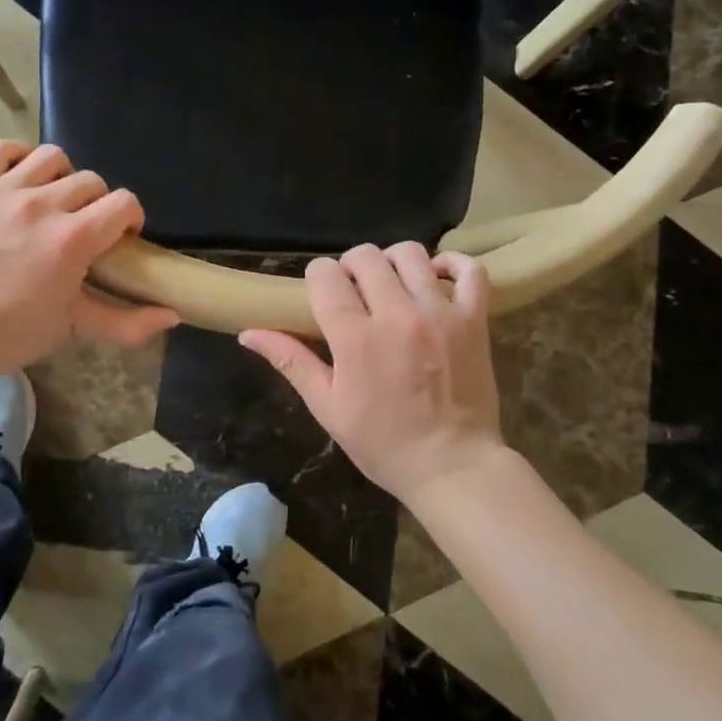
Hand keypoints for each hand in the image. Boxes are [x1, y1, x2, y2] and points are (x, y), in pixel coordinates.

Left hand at [0, 139, 177, 377]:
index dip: (130, 218)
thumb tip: (174, 314)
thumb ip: (128, 322)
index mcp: (73, 239)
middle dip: (97, 205)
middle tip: (82, 231)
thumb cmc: (10, 334)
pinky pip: (1, 148)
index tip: (120, 239)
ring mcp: (4, 191)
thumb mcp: (74, 329)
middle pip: (92, 182)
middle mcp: (43, 205)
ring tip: (52, 202)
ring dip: (62, 177)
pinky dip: (17, 157)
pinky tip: (20, 179)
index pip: (123, 202)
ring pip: (53, 157)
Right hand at [240, 243, 502, 503]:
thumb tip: (247, 333)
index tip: (321, 295)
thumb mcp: (327, 407)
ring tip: (391, 286)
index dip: (318, 278)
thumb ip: (291, 361)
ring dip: (392, 262)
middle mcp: (397, 314)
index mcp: (356, 337)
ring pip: (410, 253)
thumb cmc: (383, 442)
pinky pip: (470, 271)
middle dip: (350, 267)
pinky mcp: (474, 319)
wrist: (452, 467)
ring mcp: (440, 313)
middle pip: (365, 257)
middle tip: (354, 294)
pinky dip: (452, 265)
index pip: (326, 275)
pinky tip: (435, 278)